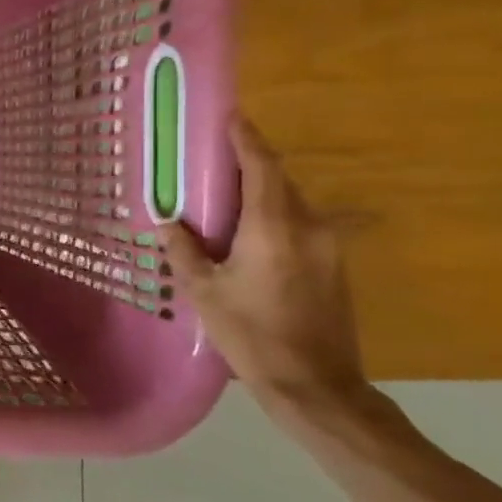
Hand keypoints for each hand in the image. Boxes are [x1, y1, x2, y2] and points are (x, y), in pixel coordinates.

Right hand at [162, 116, 374, 423]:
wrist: (316, 386)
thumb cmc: (252, 335)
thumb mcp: (204, 292)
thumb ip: (184, 249)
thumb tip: (168, 220)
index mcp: (273, 227)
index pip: (260, 167)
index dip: (245, 138)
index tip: (231, 115)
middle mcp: (308, 226)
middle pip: (278, 181)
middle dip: (249, 164)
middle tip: (215, 157)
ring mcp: (328, 246)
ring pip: (291, 203)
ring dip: (261, 192)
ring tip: (226, 195)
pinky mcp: (334, 265)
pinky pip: (300, 224)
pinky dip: (274, 216)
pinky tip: (249, 232)